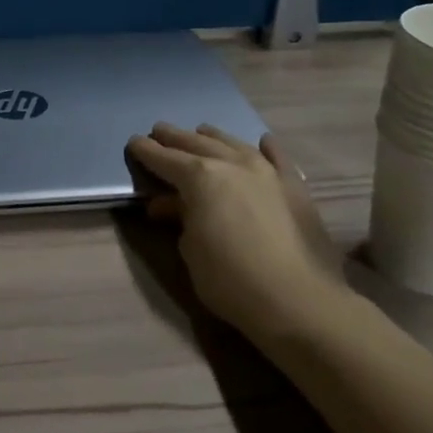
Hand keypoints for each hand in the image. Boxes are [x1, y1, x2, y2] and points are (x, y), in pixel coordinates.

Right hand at [126, 123, 343, 339]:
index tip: (134, 142)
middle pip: (197, 144)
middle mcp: (232, 164)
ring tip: (200, 132)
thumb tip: (174, 205)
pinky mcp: (295, 187)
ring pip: (234, 144)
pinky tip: (262, 142)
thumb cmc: (230, 280)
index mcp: (200, 177)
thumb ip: (181, 218)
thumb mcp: (190, 250)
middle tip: (159, 131)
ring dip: (213, 137)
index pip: (165, 158)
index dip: (146, 151)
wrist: (298, 301)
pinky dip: (267, 148)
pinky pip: (278, 158)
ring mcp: (267, 172)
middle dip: (175, 138)